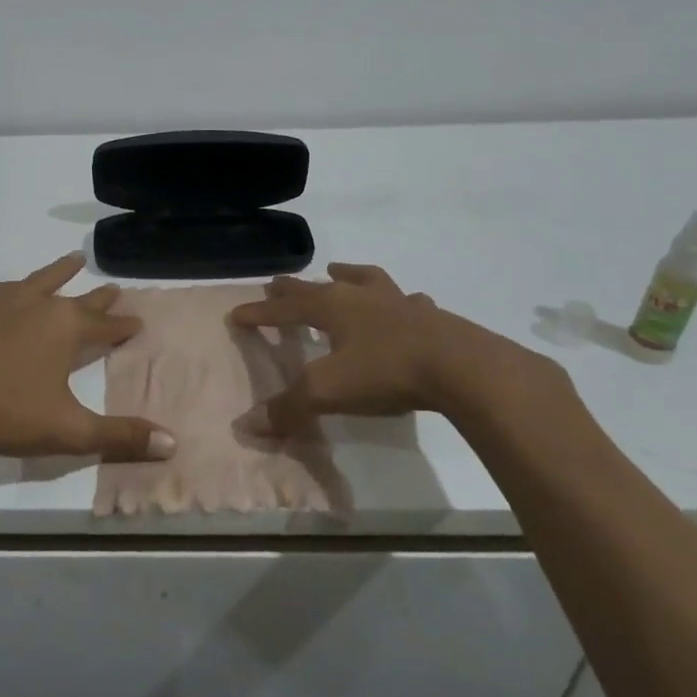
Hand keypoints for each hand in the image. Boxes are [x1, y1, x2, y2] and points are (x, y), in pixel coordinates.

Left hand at [0, 254, 176, 470]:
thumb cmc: (9, 415)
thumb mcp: (70, 430)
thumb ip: (120, 436)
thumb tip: (171, 444)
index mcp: (65, 326)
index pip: (105, 324)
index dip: (124, 324)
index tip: (138, 321)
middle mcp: (38, 304)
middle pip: (77, 297)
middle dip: (99, 296)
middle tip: (115, 287)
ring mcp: (2, 302)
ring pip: (41, 280)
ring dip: (60, 272)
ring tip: (74, 259)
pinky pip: (6, 290)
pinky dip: (20, 287)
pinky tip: (14, 290)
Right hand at [230, 262, 558, 431]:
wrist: (460, 367)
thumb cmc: (385, 372)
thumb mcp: (327, 392)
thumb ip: (288, 408)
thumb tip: (248, 424)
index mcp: (331, 308)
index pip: (284, 308)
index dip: (259, 312)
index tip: (237, 314)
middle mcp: (360, 296)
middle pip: (318, 287)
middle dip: (293, 287)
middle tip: (277, 282)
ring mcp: (397, 302)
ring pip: (365, 280)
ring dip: (348, 276)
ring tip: (338, 271)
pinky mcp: (430, 316)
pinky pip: (410, 301)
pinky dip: (401, 301)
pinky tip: (408, 304)